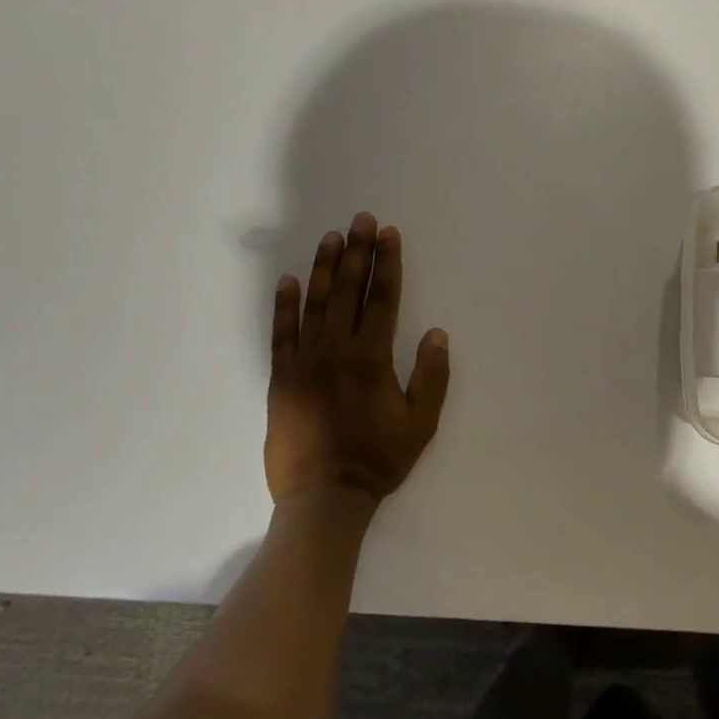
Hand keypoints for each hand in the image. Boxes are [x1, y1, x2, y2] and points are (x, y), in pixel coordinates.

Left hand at [267, 212, 450, 504]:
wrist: (324, 497)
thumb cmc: (378, 459)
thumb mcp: (421, 423)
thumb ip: (432, 376)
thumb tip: (436, 333)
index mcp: (372, 358)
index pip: (382, 299)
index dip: (387, 264)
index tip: (389, 235)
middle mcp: (337, 350)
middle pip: (349, 291)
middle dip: (357, 252)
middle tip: (362, 220)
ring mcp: (304, 362)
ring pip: (315, 304)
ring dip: (325, 268)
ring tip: (332, 237)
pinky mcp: (281, 378)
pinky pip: (281, 334)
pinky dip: (284, 306)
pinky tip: (288, 281)